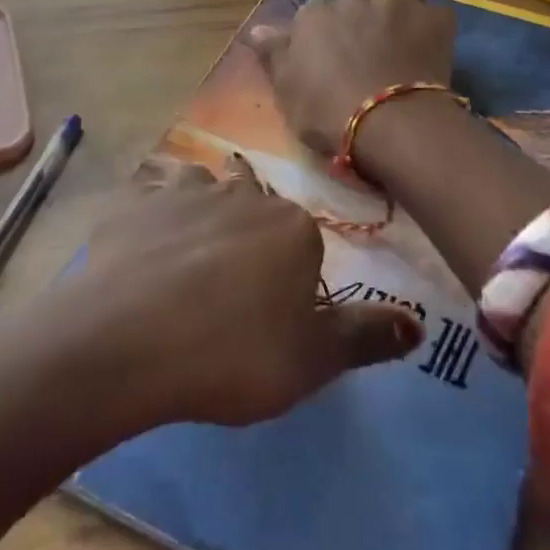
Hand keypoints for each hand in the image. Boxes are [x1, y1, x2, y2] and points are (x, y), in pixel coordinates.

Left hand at [80, 157, 421, 425]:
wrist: (130, 343)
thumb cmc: (233, 354)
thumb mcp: (313, 360)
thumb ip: (366, 336)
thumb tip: (419, 324)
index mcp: (292, 227)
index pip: (304, 243)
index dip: (292, 278)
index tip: (271, 317)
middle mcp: (242, 195)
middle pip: (255, 205)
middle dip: (249, 234)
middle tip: (228, 288)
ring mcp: (183, 193)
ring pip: (202, 188)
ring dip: (201, 211)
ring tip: (187, 256)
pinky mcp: (133, 205)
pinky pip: (148, 201)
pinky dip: (149, 219)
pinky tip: (139, 251)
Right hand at [250, 0, 456, 154]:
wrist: (388, 121)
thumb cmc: (326, 111)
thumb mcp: (285, 90)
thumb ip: (274, 54)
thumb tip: (256, 29)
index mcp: (313, 15)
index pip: (313, 17)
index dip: (322, 39)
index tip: (328, 63)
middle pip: (355, 3)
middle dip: (361, 21)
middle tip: (367, 56)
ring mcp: (396, 4)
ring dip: (399, 10)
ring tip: (402, 41)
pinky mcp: (434, 19)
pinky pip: (434, 15)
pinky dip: (432, 28)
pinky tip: (430, 50)